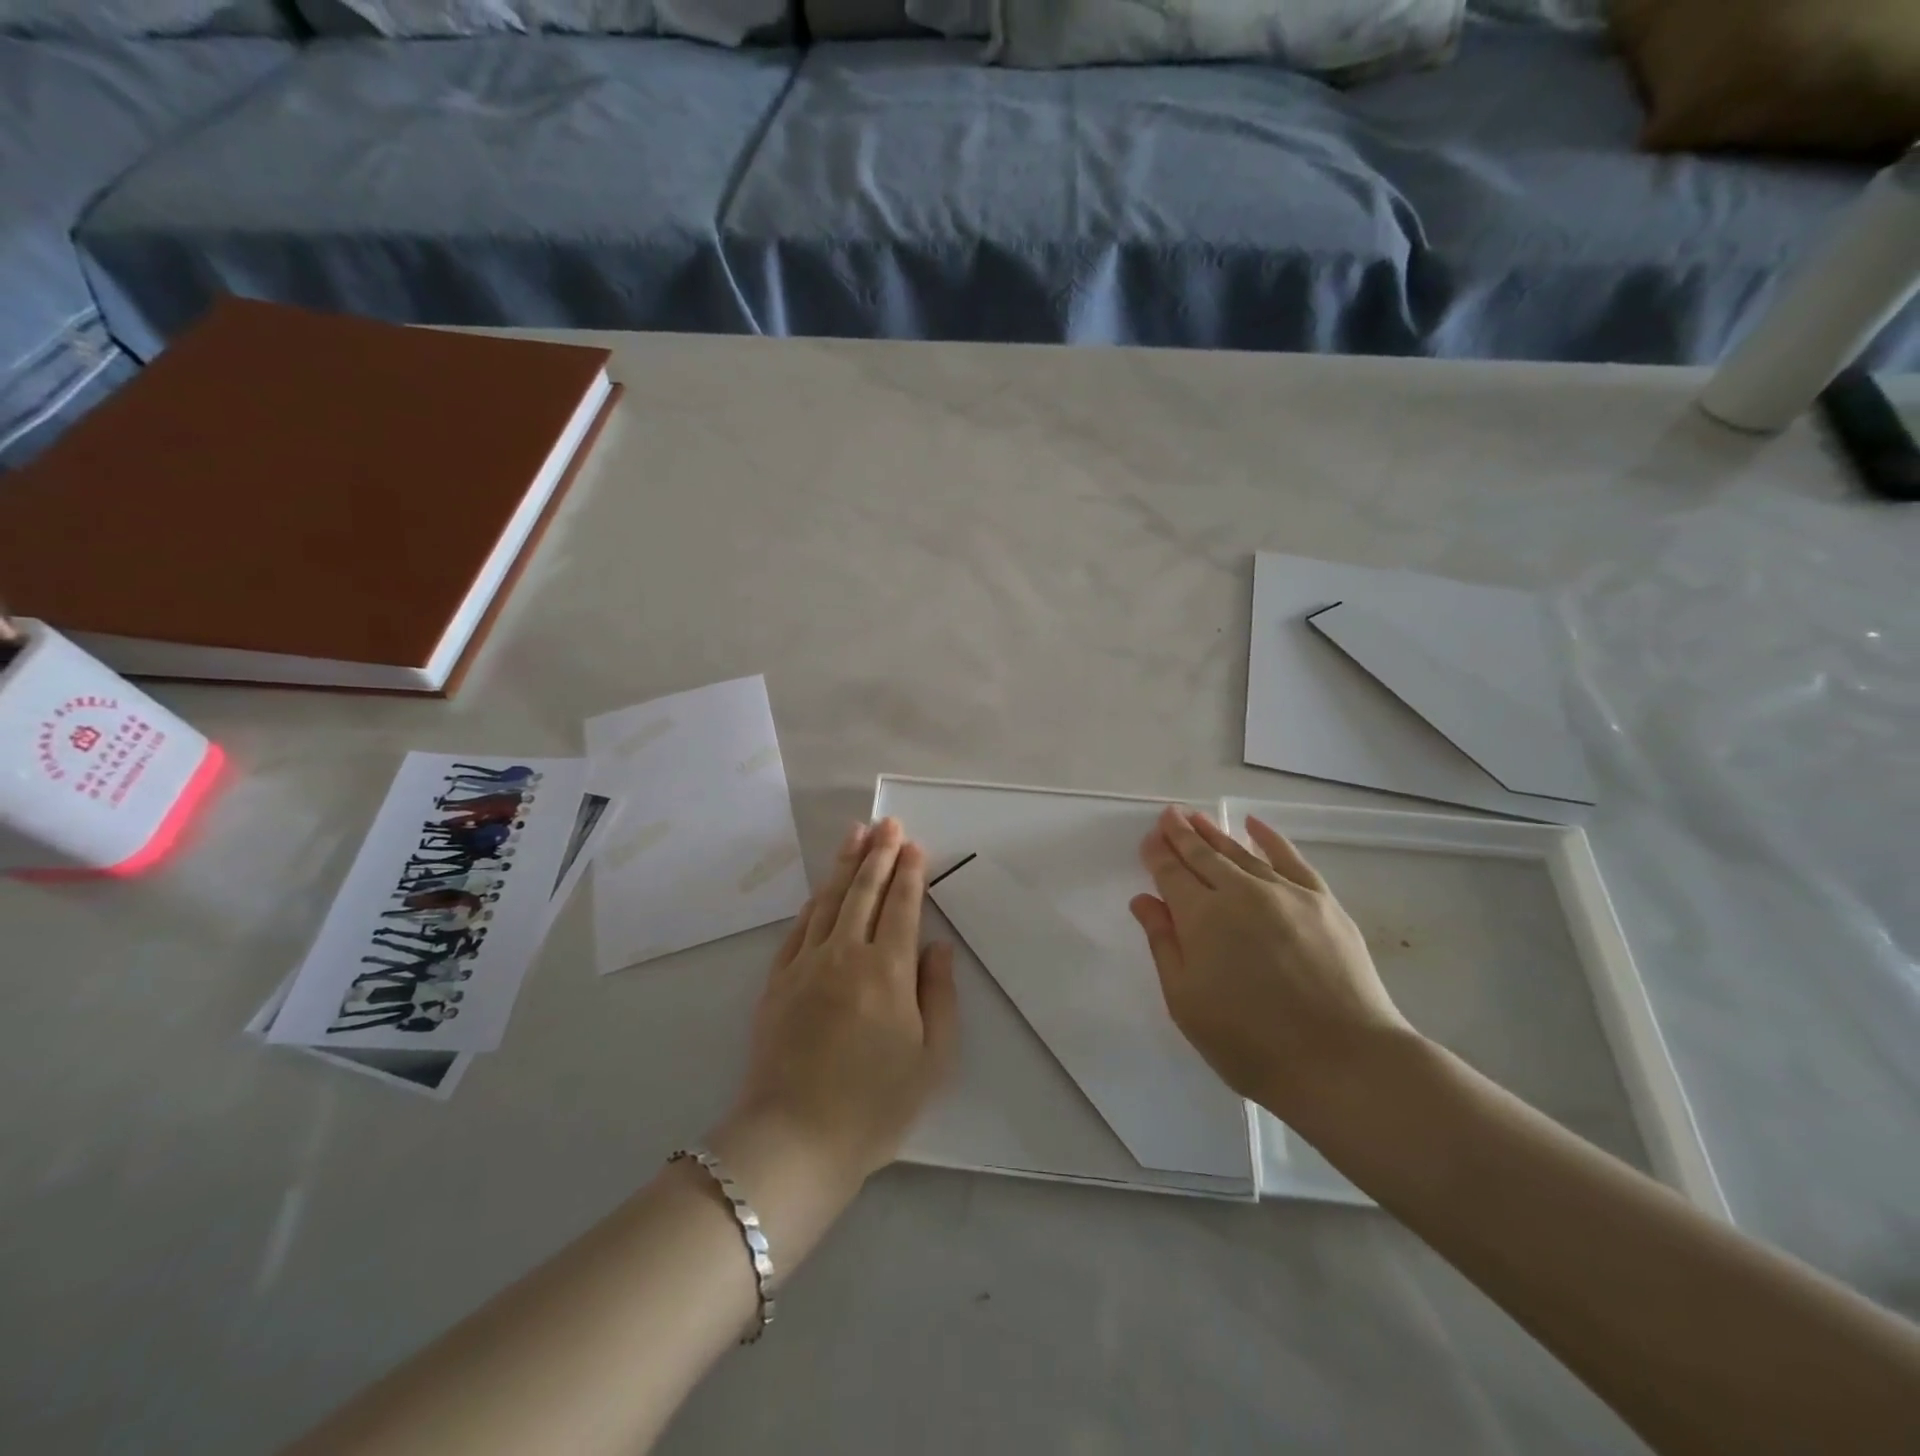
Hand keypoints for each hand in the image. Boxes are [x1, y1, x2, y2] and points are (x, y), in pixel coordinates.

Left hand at [726, 819, 957, 1186]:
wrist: (794, 1140)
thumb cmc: (875, 1106)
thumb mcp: (932, 1060)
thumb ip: (940, 995)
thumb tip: (938, 946)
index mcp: (889, 971)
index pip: (902, 906)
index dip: (910, 873)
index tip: (914, 845)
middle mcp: (846, 954)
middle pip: (864, 891)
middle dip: (879, 853)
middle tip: (888, 824)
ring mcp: (806, 964)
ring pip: (828, 900)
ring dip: (844, 865)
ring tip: (856, 834)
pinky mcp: (777, 981)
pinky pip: (798, 928)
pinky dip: (813, 903)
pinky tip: (820, 890)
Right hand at [1130, 807, 1412, 1119]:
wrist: (1343, 1063)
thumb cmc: (1250, 1044)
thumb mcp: (1186, 1002)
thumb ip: (1163, 945)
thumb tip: (1144, 900)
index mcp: (1202, 918)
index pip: (1171, 874)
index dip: (1157, 855)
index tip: (1148, 840)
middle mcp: (1240, 893)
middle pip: (1204, 855)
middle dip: (1182, 834)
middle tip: (1168, 815)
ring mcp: (1285, 893)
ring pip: (1241, 852)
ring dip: (1215, 833)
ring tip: (1196, 817)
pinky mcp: (1322, 902)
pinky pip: (1291, 859)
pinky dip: (1270, 839)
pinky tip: (1254, 825)